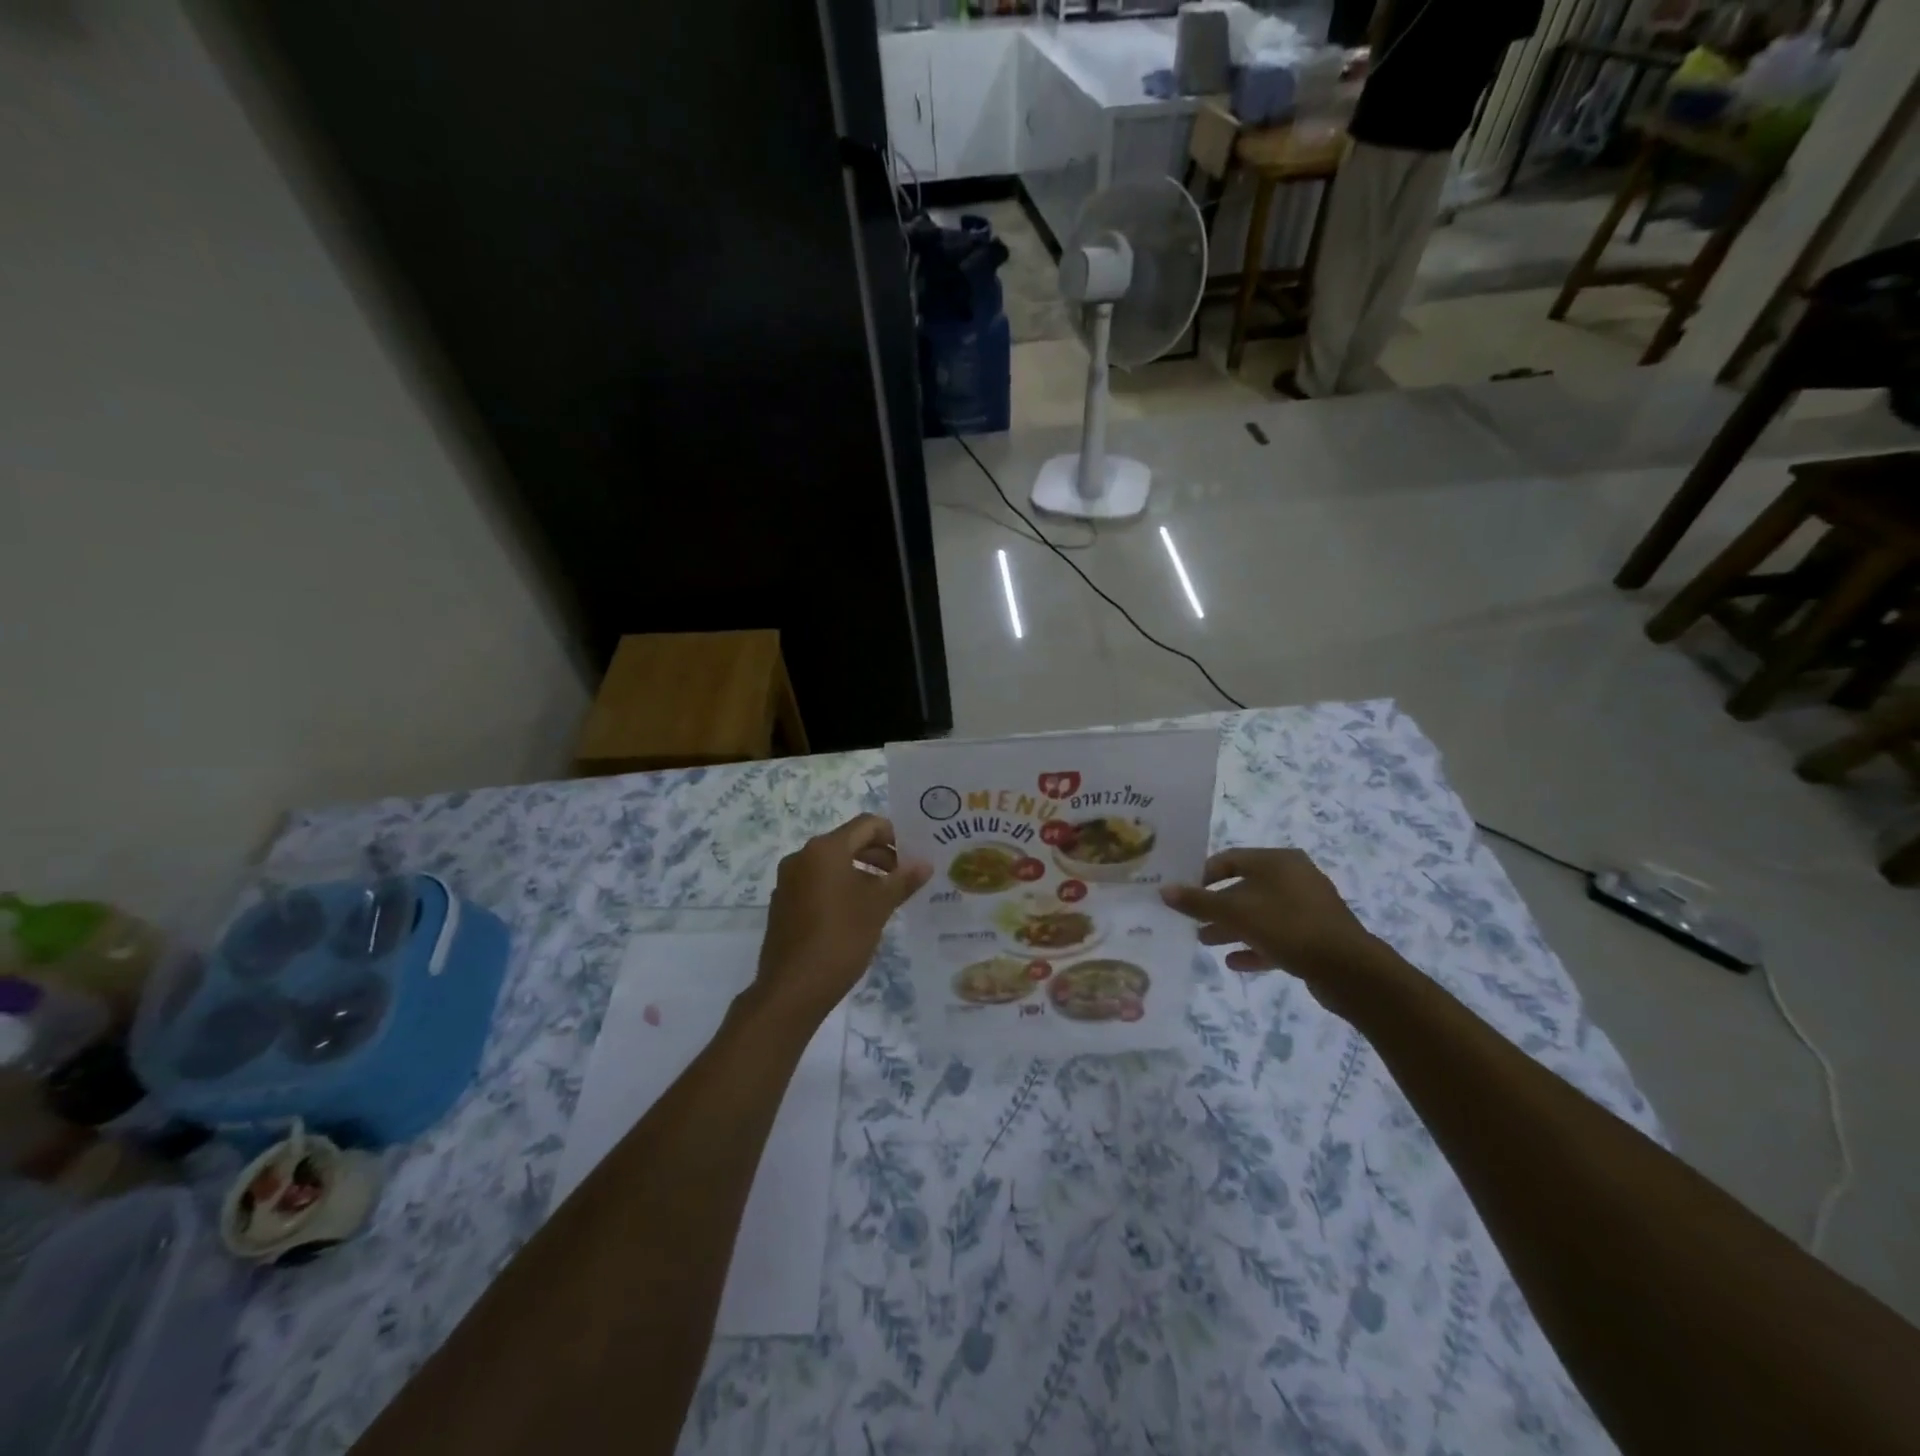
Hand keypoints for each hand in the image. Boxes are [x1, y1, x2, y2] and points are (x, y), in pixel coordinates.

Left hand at [753, 814, 930, 1022]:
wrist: (792, 989)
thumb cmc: (840, 938)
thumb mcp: (878, 907)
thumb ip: (902, 880)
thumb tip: (925, 863)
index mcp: (824, 849)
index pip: (866, 825)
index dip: (893, 835)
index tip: (912, 856)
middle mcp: (802, 857)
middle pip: (848, 842)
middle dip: (879, 856)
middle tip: (903, 877)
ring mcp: (788, 881)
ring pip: (832, 865)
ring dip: (860, 873)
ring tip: (885, 897)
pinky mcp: (783, 904)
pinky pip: (817, 884)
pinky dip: (840, 889)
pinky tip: (856, 915)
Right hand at [1161, 848, 1385, 1006]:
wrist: (1348, 969)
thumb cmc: (1287, 926)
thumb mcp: (1235, 912)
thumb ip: (1198, 902)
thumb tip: (1164, 890)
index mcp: (1277, 861)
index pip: (1230, 859)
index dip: (1203, 875)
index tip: (1183, 894)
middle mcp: (1294, 877)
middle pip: (1244, 887)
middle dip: (1216, 906)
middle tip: (1191, 921)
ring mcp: (1307, 907)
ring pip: (1260, 913)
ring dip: (1232, 927)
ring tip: (1205, 942)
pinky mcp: (1316, 936)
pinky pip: (1277, 936)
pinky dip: (1255, 946)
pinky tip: (1234, 962)